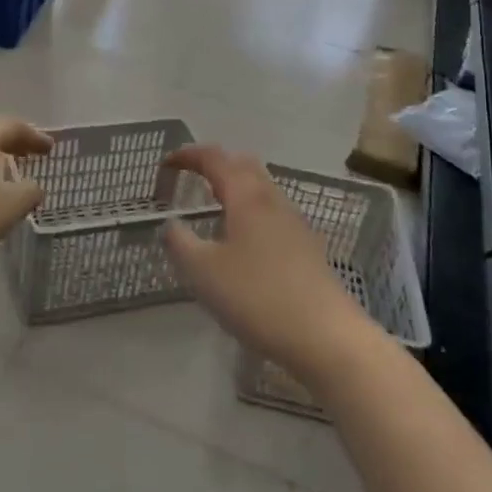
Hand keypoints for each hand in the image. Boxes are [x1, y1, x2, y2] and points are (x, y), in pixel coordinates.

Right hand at [162, 145, 374, 385]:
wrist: (325, 336)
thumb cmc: (257, 297)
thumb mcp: (203, 272)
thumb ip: (180, 243)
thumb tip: (171, 224)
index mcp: (247, 196)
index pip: (215, 158)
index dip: (188, 155)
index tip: (166, 164)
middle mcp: (273, 200)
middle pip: (244, 165)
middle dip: (216, 164)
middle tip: (191, 178)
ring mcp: (294, 222)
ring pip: (262, 188)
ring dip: (235, 187)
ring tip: (213, 207)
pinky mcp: (306, 246)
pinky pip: (272, 212)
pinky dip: (250, 210)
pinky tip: (242, 240)